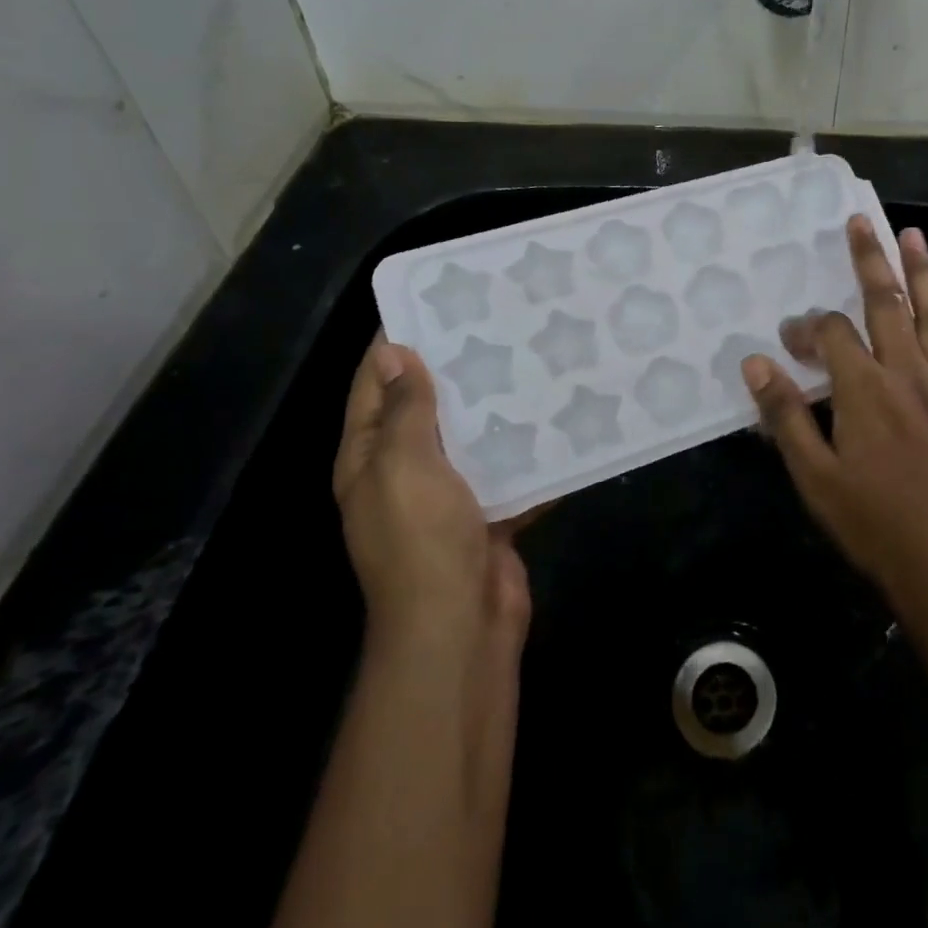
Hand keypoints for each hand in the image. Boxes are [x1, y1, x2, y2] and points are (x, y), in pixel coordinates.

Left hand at [334, 336, 529, 652]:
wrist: (460, 624)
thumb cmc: (422, 538)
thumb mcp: (403, 464)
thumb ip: (404, 409)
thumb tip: (393, 353)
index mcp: (369, 457)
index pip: (374, 386)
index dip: (394, 345)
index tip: (431, 303)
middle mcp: (404, 472)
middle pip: (426, 408)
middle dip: (454, 369)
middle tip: (495, 323)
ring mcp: (448, 496)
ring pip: (471, 437)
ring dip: (495, 406)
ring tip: (531, 357)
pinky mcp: (489, 513)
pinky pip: (507, 470)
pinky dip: (527, 449)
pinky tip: (557, 417)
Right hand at [741, 217, 927, 610]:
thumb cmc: (872, 524)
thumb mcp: (814, 476)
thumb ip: (785, 414)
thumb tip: (755, 361)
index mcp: (866, 390)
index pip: (833, 335)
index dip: (807, 329)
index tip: (788, 342)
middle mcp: (909, 375)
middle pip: (889, 304)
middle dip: (871, 260)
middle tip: (862, 222)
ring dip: (926, 274)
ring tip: (915, 237)